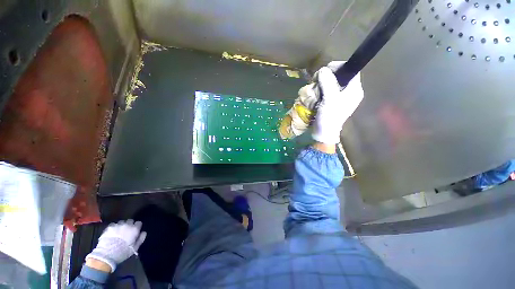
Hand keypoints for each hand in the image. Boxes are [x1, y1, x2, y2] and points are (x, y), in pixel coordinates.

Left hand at [86, 219, 146, 271]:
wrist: (107, 254)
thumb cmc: (123, 252)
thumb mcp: (135, 248)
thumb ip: (141, 239)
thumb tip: (144, 232)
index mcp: (134, 229)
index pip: (139, 223)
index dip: (137, 226)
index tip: (135, 231)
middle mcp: (127, 225)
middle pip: (130, 221)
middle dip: (129, 225)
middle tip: (127, 231)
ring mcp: (118, 225)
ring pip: (122, 222)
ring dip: (122, 226)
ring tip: (119, 232)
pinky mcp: (109, 227)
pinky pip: (114, 225)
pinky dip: (114, 227)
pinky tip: (112, 233)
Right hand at [312, 61, 363, 143]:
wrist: (324, 133)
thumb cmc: (329, 117)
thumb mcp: (330, 99)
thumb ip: (328, 82)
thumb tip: (323, 69)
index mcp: (354, 90)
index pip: (351, 70)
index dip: (339, 66)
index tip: (326, 69)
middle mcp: (350, 92)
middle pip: (341, 76)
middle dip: (329, 75)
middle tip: (318, 79)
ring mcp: (341, 98)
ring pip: (333, 83)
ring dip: (323, 83)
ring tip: (315, 87)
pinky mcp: (333, 102)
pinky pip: (328, 90)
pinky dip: (321, 89)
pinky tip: (316, 93)